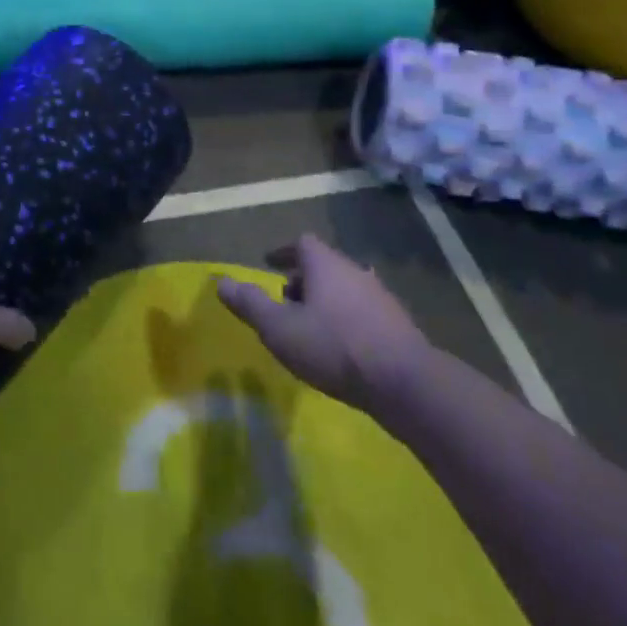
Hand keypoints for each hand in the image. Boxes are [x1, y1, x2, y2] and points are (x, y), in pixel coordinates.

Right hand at [217, 235, 431, 412]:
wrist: (404, 382)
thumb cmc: (333, 347)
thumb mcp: (279, 328)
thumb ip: (250, 304)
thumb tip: (221, 281)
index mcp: (325, 265)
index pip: (302, 243)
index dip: (283, 252)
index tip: (269, 264)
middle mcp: (355, 271)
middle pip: (324, 266)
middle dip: (302, 280)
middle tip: (284, 302)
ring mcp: (381, 297)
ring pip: (344, 289)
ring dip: (325, 302)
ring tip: (310, 328)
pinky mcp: (398, 325)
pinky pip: (362, 312)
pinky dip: (345, 320)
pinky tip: (340, 348)